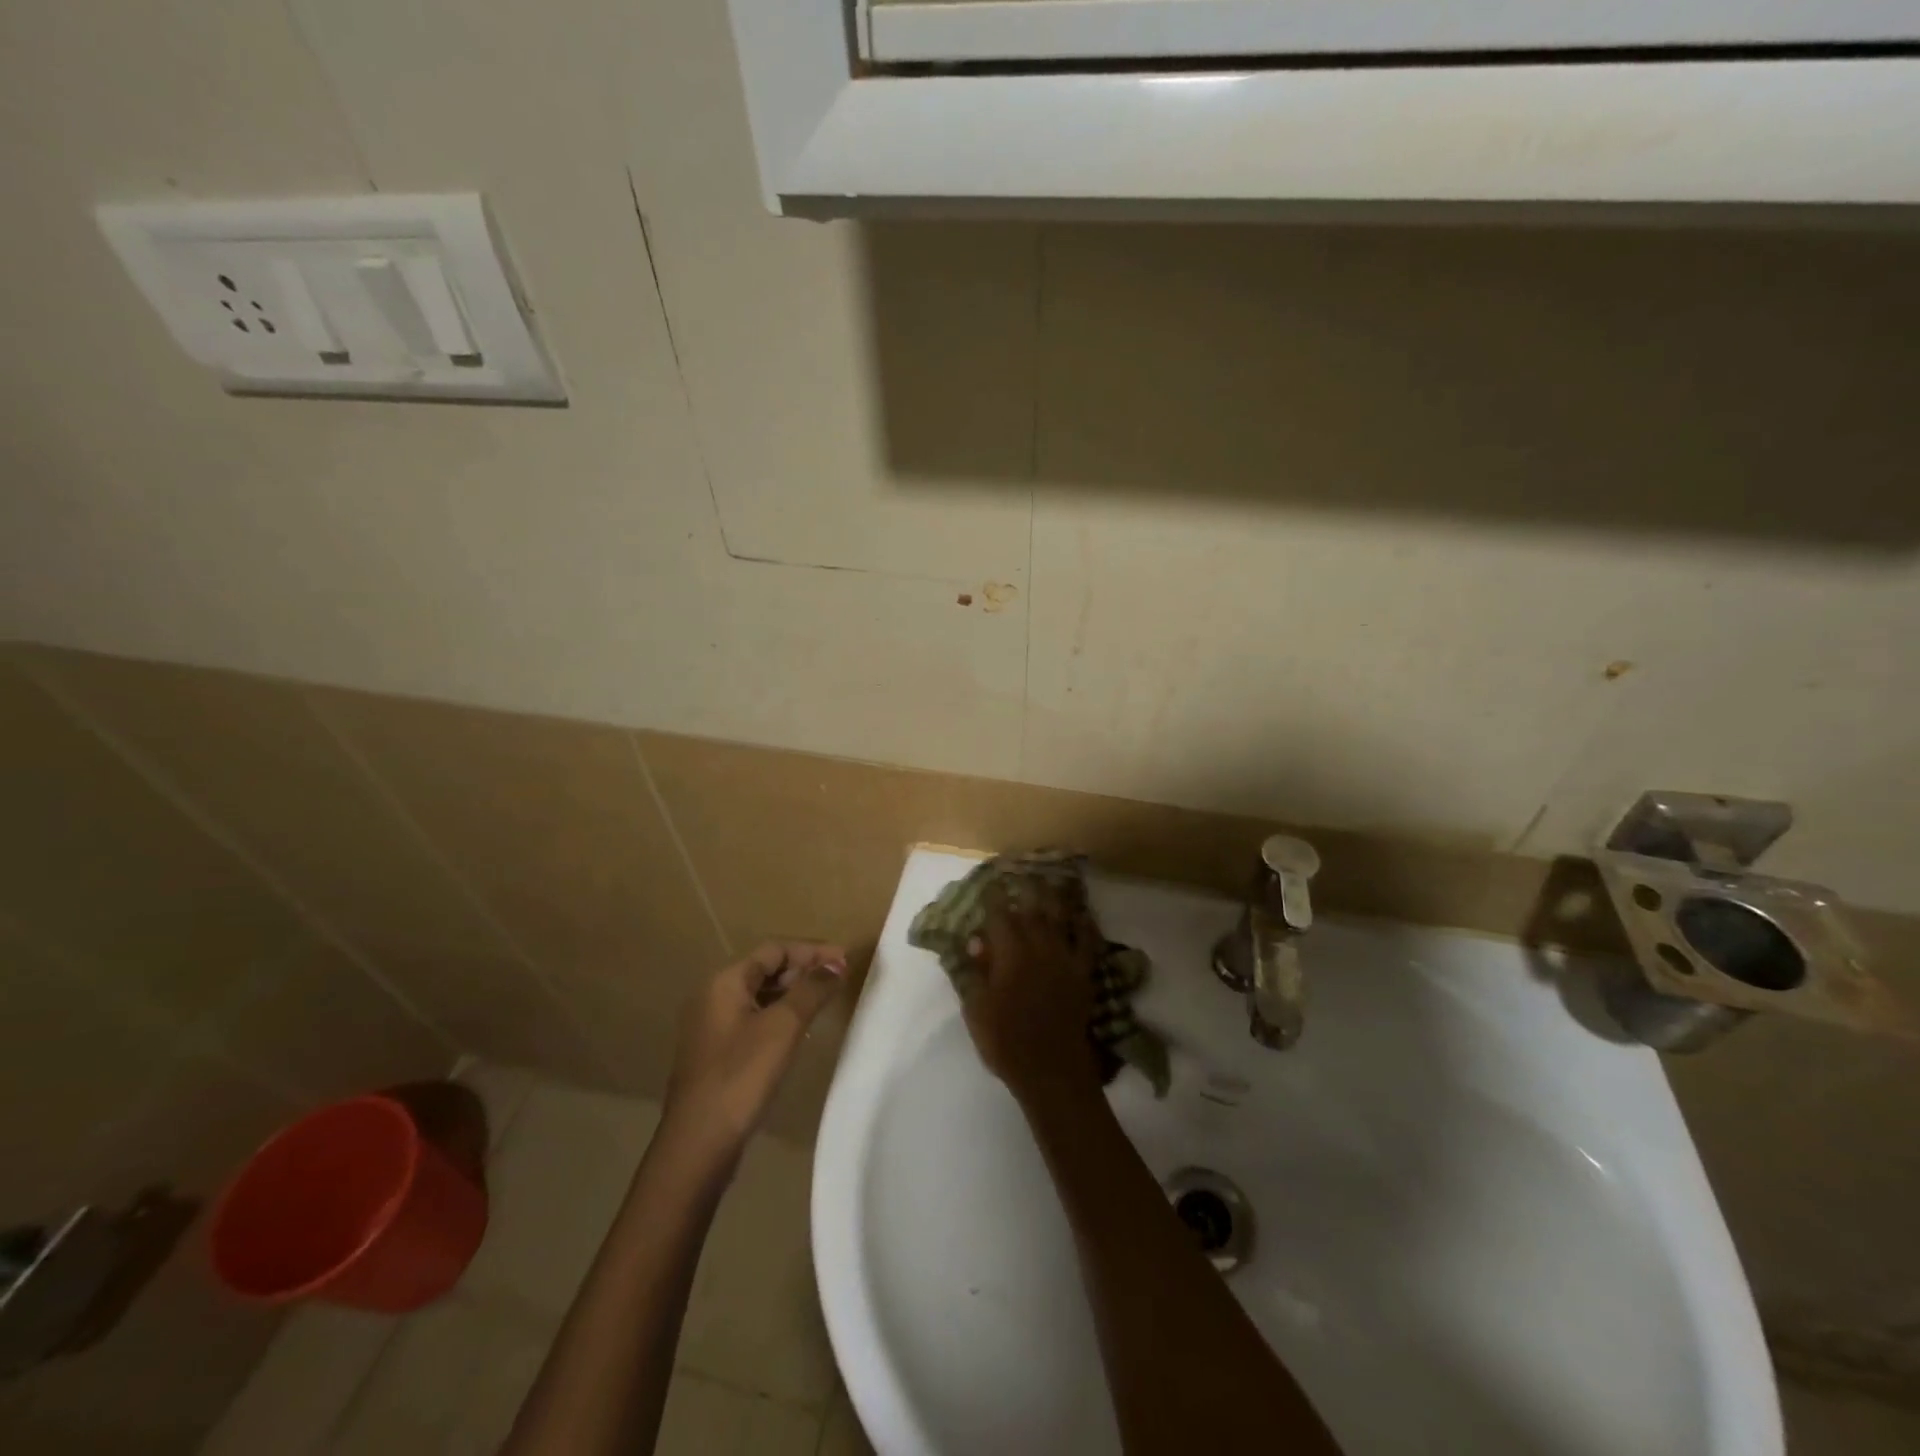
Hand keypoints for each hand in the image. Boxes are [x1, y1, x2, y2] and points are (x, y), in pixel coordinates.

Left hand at [663, 941, 846, 1151]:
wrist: (698, 1144)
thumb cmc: (741, 1076)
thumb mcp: (783, 1027)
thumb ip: (811, 990)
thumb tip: (835, 965)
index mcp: (725, 982)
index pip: (774, 949)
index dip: (812, 951)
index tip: (844, 960)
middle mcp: (713, 996)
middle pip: (765, 969)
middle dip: (803, 970)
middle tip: (838, 979)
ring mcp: (712, 1026)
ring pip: (760, 995)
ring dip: (793, 993)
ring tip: (824, 1001)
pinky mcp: (716, 1053)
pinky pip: (753, 1019)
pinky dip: (779, 1016)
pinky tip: (799, 1031)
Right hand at [960, 882, 1100, 1102]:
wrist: (1051, 1069)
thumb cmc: (1005, 1041)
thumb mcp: (976, 1009)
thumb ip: (975, 972)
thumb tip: (976, 941)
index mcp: (1009, 954)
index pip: (999, 916)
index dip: (993, 898)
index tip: (990, 884)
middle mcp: (1038, 947)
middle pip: (1032, 909)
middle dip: (1025, 889)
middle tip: (1020, 874)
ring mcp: (1064, 958)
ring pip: (1060, 918)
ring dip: (1054, 898)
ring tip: (1050, 882)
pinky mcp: (1083, 973)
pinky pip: (1088, 942)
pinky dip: (1086, 925)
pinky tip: (1083, 915)